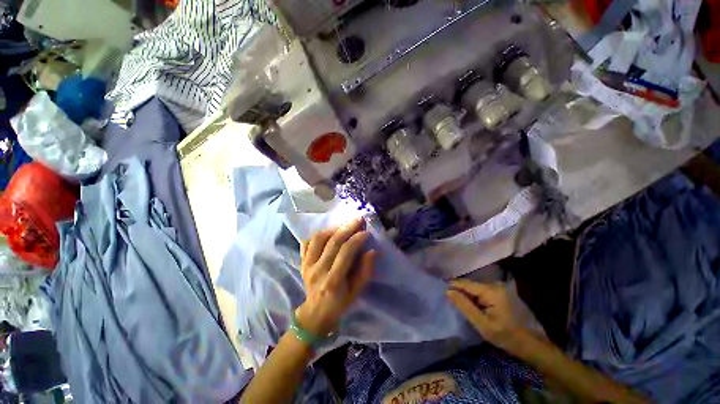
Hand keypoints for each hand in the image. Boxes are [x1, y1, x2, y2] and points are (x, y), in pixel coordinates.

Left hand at [295, 218, 375, 336]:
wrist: (315, 313)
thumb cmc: (340, 303)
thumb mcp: (357, 292)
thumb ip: (365, 271)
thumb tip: (372, 250)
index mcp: (333, 281)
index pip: (345, 253)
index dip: (357, 239)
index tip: (366, 232)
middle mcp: (318, 270)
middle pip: (333, 242)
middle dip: (347, 228)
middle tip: (358, 219)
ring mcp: (307, 265)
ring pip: (318, 239)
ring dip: (333, 229)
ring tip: (344, 226)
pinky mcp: (302, 262)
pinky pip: (307, 242)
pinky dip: (317, 234)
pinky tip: (328, 233)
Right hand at [446, 279, 525, 353]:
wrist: (531, 344)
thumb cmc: (506, 336)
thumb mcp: (483, 325)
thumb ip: (464, 306)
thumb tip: (448, 291)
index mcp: (491, 291)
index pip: (465, 284)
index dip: (453, 286)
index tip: (440, 290)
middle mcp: (495, 285)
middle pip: (470, 285)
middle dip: (459, 291)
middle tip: (447, 298)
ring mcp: (499, 288)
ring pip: (475, 288)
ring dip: (466, 295)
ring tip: (455, 301)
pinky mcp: (501, 293)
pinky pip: (482, 292)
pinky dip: (474, 297)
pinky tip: (470, 304)